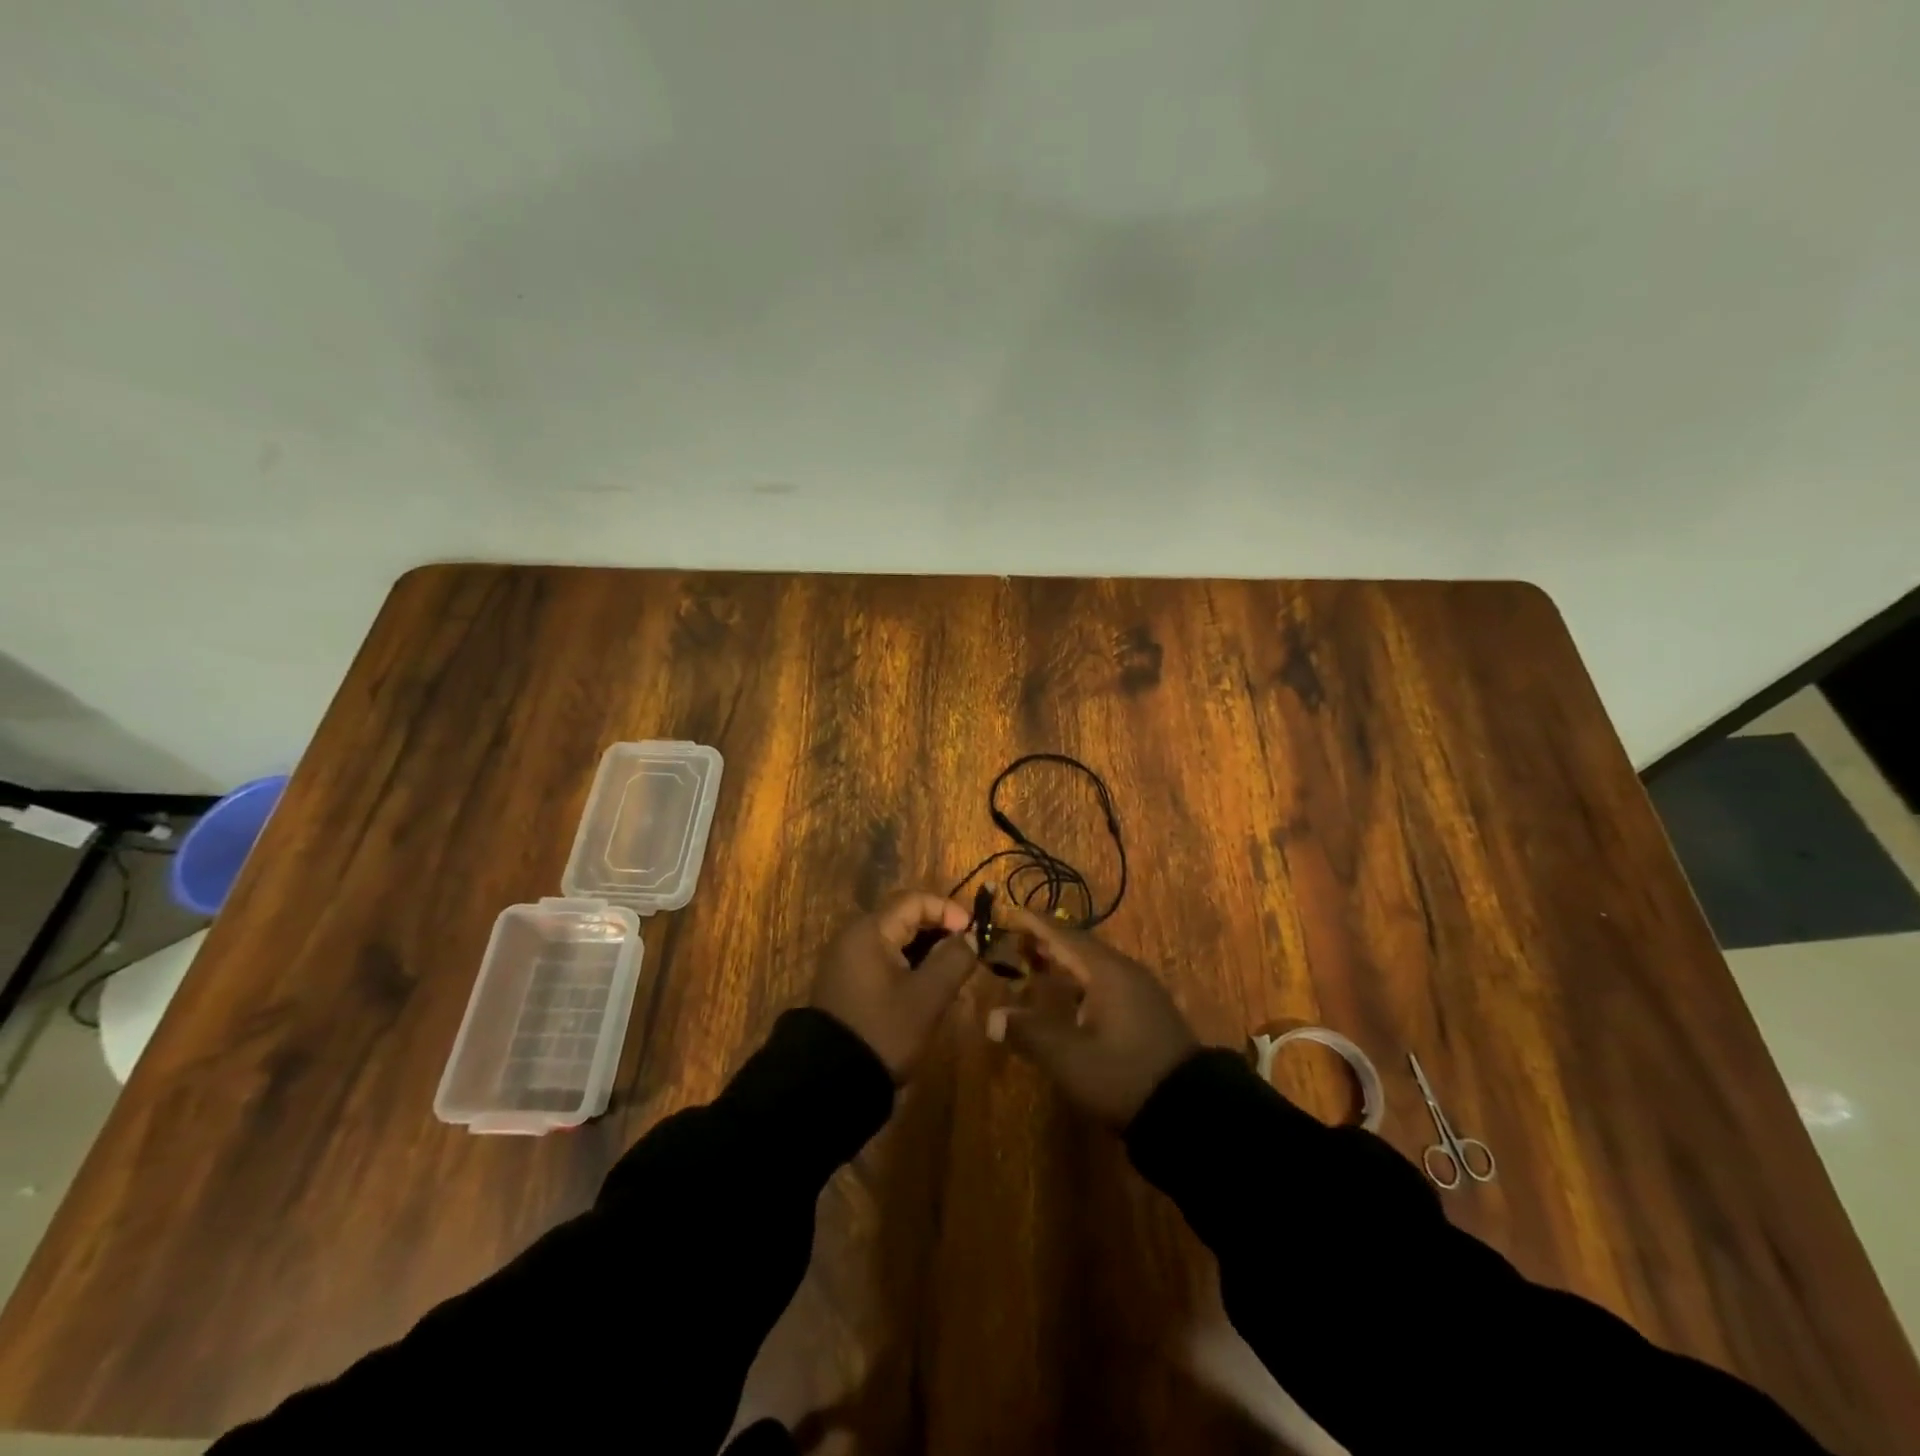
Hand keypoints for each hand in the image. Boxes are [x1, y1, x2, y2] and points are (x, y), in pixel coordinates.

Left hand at [812, 890, 980, 1080]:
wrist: (829, 1082)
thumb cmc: (883, 1030)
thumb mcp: (927, 997)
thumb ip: (953, 960)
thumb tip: (968, 938)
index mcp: (869, 931)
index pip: (914, 900)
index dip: (948, 910)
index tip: (973, 934)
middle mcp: (853, 937)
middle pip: (904, 918)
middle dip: (939, 931)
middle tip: (966, 955)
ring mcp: (846, 961)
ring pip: (895, 941)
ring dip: (926, 951)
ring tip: (951, 975)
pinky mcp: (846, 983)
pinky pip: (883, 960)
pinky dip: (908, 966)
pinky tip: (926, 990)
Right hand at [987, 904, 1196, 1127]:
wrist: (1190, 1110)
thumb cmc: (1122, 1075)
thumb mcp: (1069, 1058)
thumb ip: (1029, 1033)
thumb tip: (992, 1017)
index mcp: (1106, 972)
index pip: (1063, 936)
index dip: (1035, 925)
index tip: (1011, 912)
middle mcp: (1125, 971)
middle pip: (1081, 946)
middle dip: (1048, 941)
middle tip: (1017, 939)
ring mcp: (1141, 991)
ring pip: (1095, 964)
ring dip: (1066, 961)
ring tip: (1038, 963)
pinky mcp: (1148, 1011)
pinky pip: (1107, 981)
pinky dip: (1081, 980)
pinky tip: (1071, 998)